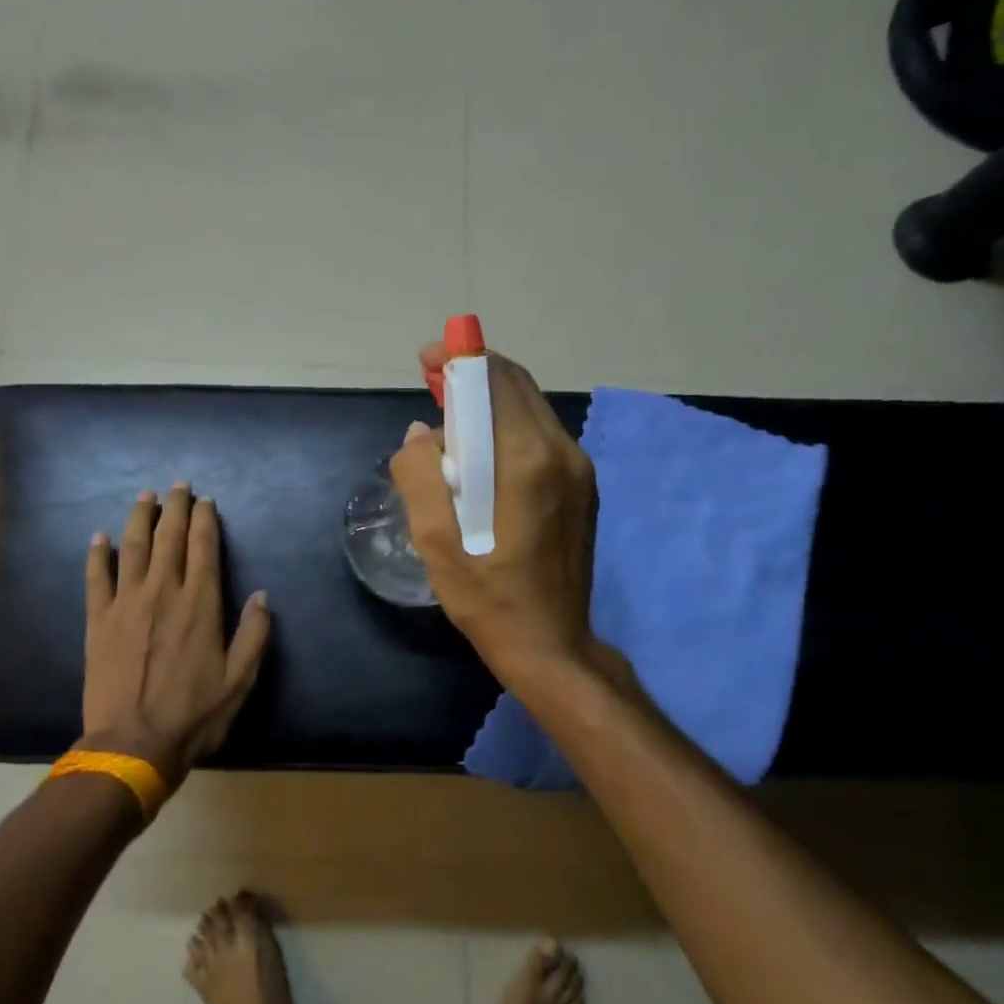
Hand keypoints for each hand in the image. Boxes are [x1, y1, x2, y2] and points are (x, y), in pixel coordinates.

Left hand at [81, 485, 270, 789]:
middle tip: (178, 486)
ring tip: (145, 496)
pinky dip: (97, 555)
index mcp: (200, 605)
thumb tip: (262, 596)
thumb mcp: (240, 680)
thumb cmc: (194, 714)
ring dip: (139, 519)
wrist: (133, 743)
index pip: (203, 548)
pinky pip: (96, 578)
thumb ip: (254, 635)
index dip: (205, 520)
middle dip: (175, 508)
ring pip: (132, 548)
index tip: (206, 501)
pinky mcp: (98, 621)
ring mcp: (126, 604)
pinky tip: (100, 537)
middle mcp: (163, 593)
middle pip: (168, 538)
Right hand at [390, 345, 599, 679]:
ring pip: (530, 409)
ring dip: (490, 401)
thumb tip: (422, 433)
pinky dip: (508, 427)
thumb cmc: (486, 596)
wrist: (551, 643)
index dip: (458, 359)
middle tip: (433, 382)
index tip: (427, 359)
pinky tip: (483, 454)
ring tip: (451, 419)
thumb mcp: (435, 540)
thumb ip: (420, 475)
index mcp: (525, 459)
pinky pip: (541, 436)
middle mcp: (560, 451)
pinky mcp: (583, 487)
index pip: (493, 380)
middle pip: (516, 386)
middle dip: (473, 374)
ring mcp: (578, 469)